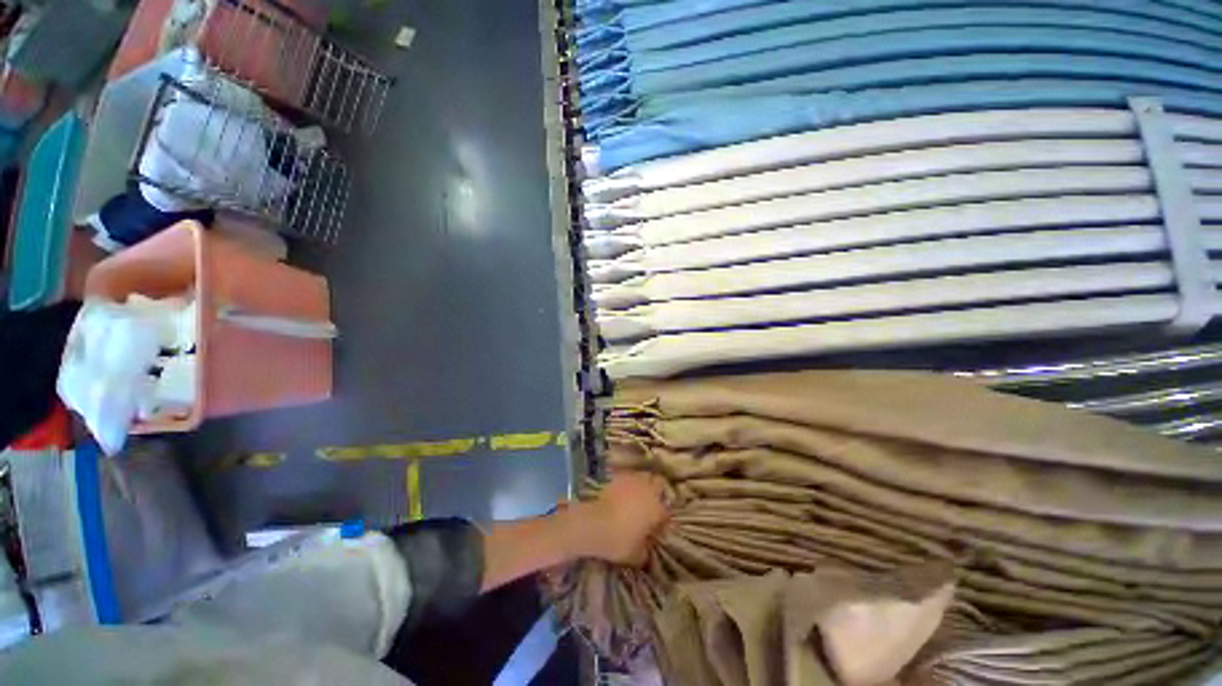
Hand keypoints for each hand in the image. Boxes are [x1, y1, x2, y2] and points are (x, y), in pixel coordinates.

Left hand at [571, 472, 668, 566]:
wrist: (595, 524)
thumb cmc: (619, 541)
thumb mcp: (636, 556)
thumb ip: (645, 551)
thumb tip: (646, 550)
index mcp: (657, 509)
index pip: (665, 513)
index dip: (662, 520)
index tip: (655, 528)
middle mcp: (648, 491)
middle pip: (659, 484)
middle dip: (657, 492)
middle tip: (651, 504)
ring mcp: (633, 481)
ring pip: (644, 476)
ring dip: (643, 484)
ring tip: (637, 495)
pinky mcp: (618, 478)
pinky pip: (628, 477)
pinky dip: (628, 483)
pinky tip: (623, 492)